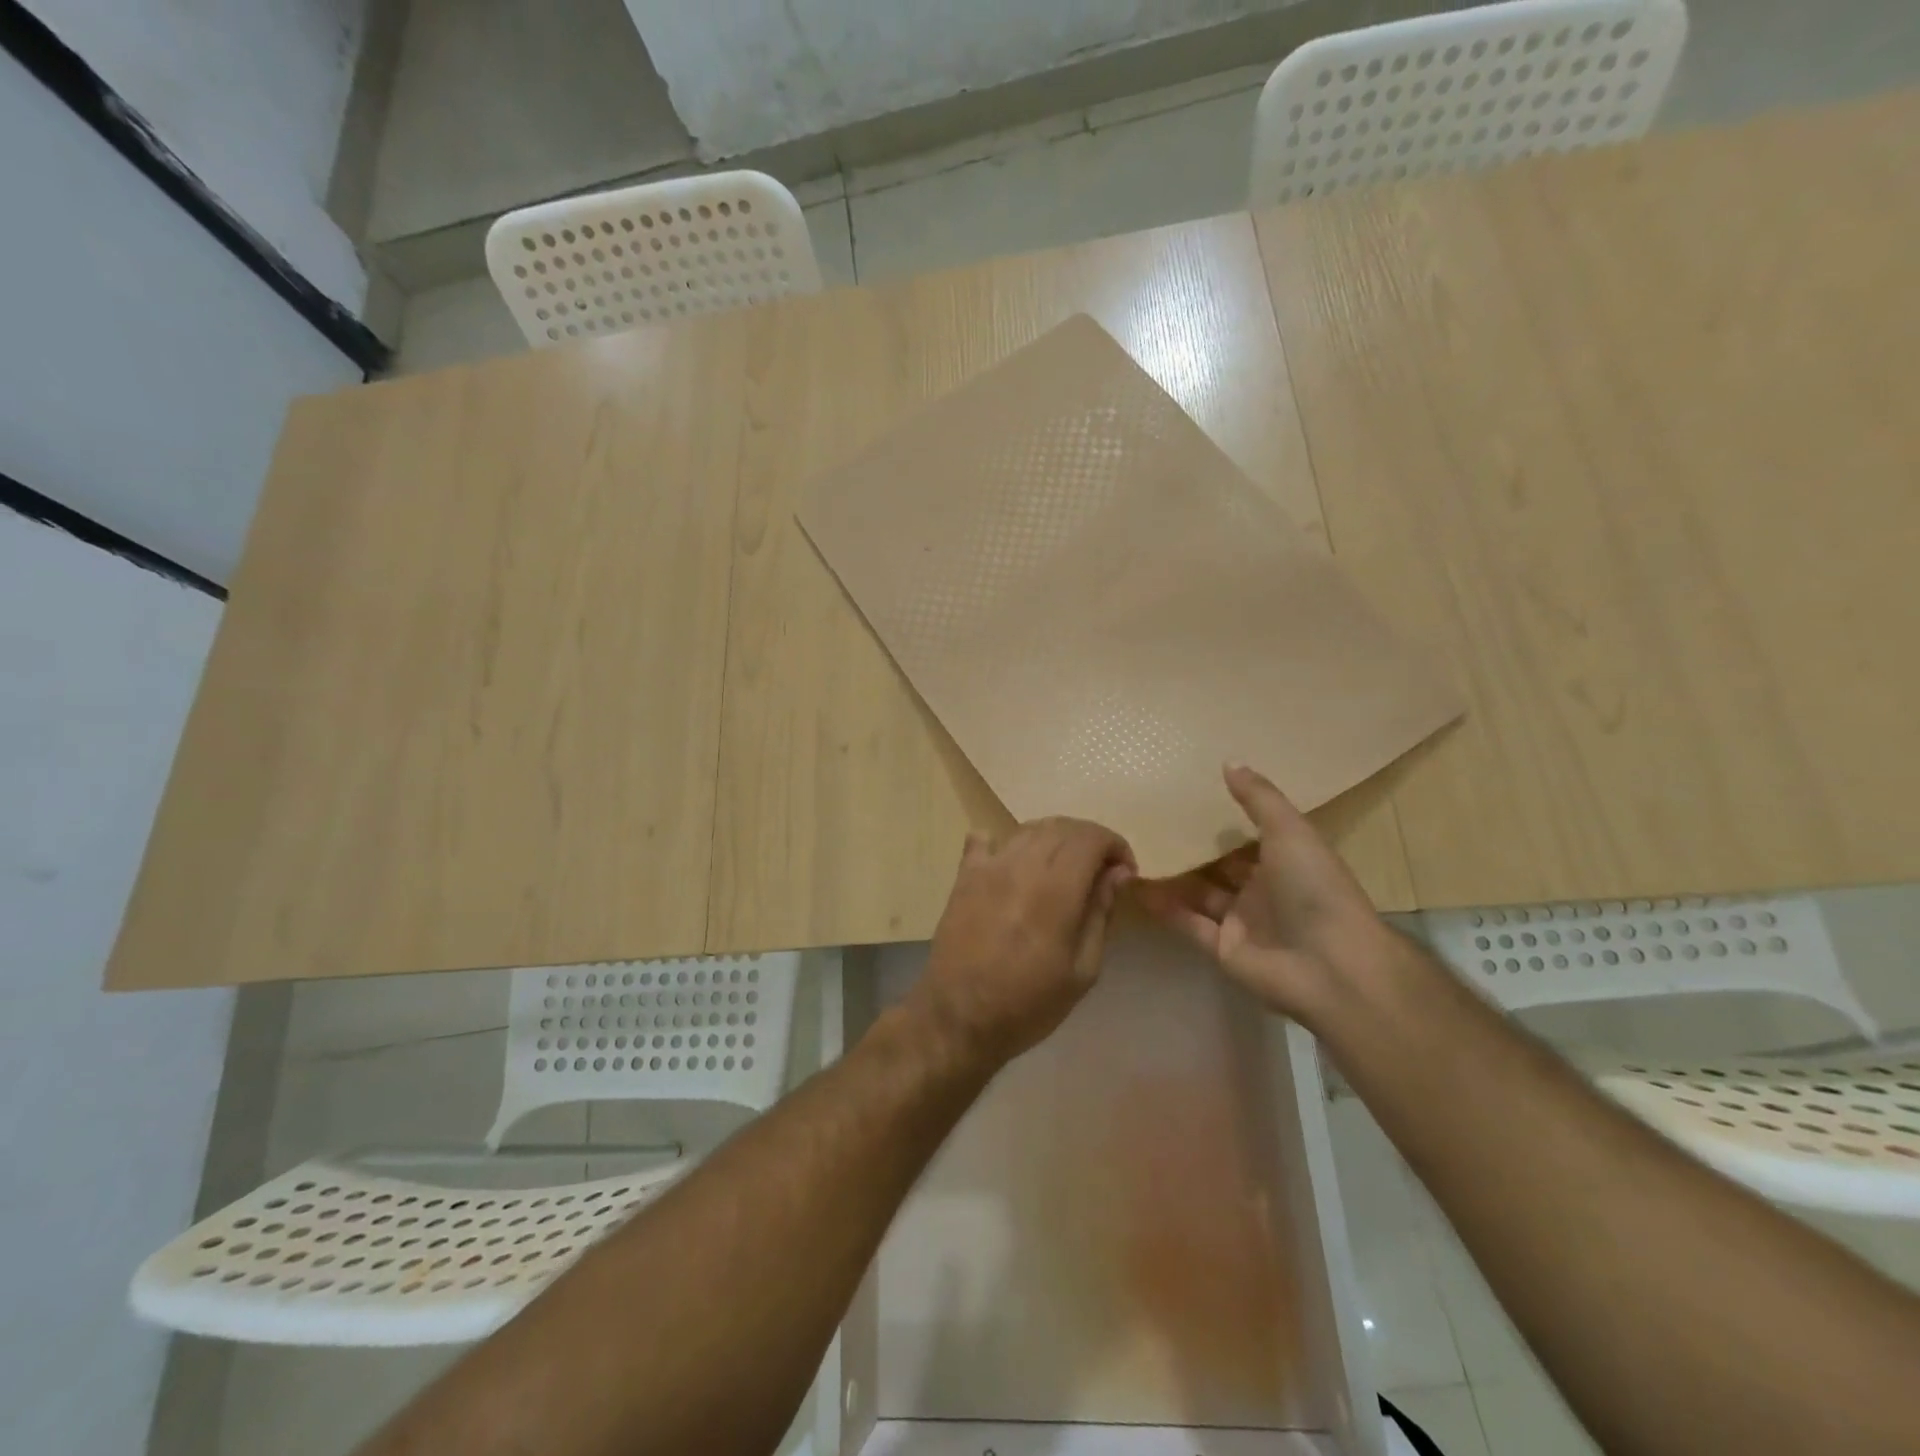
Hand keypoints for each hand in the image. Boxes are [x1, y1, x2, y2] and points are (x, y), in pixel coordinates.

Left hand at [909, 817, 1135, 1066]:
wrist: (959, 1017)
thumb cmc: (1029, 1003)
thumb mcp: (1082, 970)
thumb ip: (1101, 913)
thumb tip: (1118, 872)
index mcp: (1055, 891)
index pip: (1091, 838)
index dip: (1115, 845)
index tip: (1124, 872)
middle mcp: (1021, 866)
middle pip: (1062, 826)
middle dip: (1090, 840)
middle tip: (1099, 871)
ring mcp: (988, 866)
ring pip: (1029, 828)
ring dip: (1055, 839)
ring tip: (1063, 868)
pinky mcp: (964, 875)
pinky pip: (985, 838)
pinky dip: (1006, 843)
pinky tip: (1014, 865)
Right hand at [1136, 765, 1399, 1021]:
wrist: (1331, 966)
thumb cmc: (1314, 888)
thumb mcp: (1290, 831)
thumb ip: (1258, 798)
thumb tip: (1228, 761)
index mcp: (1284, 861)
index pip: (1245, 837)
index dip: (1218, 820)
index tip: (1181, 798)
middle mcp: (1261, 890)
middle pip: (1217, 865)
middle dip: (1188, 848)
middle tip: (1145, 822)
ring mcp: (1240, 921)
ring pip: (1197, 893)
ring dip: (1169, 876)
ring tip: (1131, 851)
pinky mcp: (1222, 949)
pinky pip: (1186, 922)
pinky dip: (1162, 907)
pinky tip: (1133, 885)